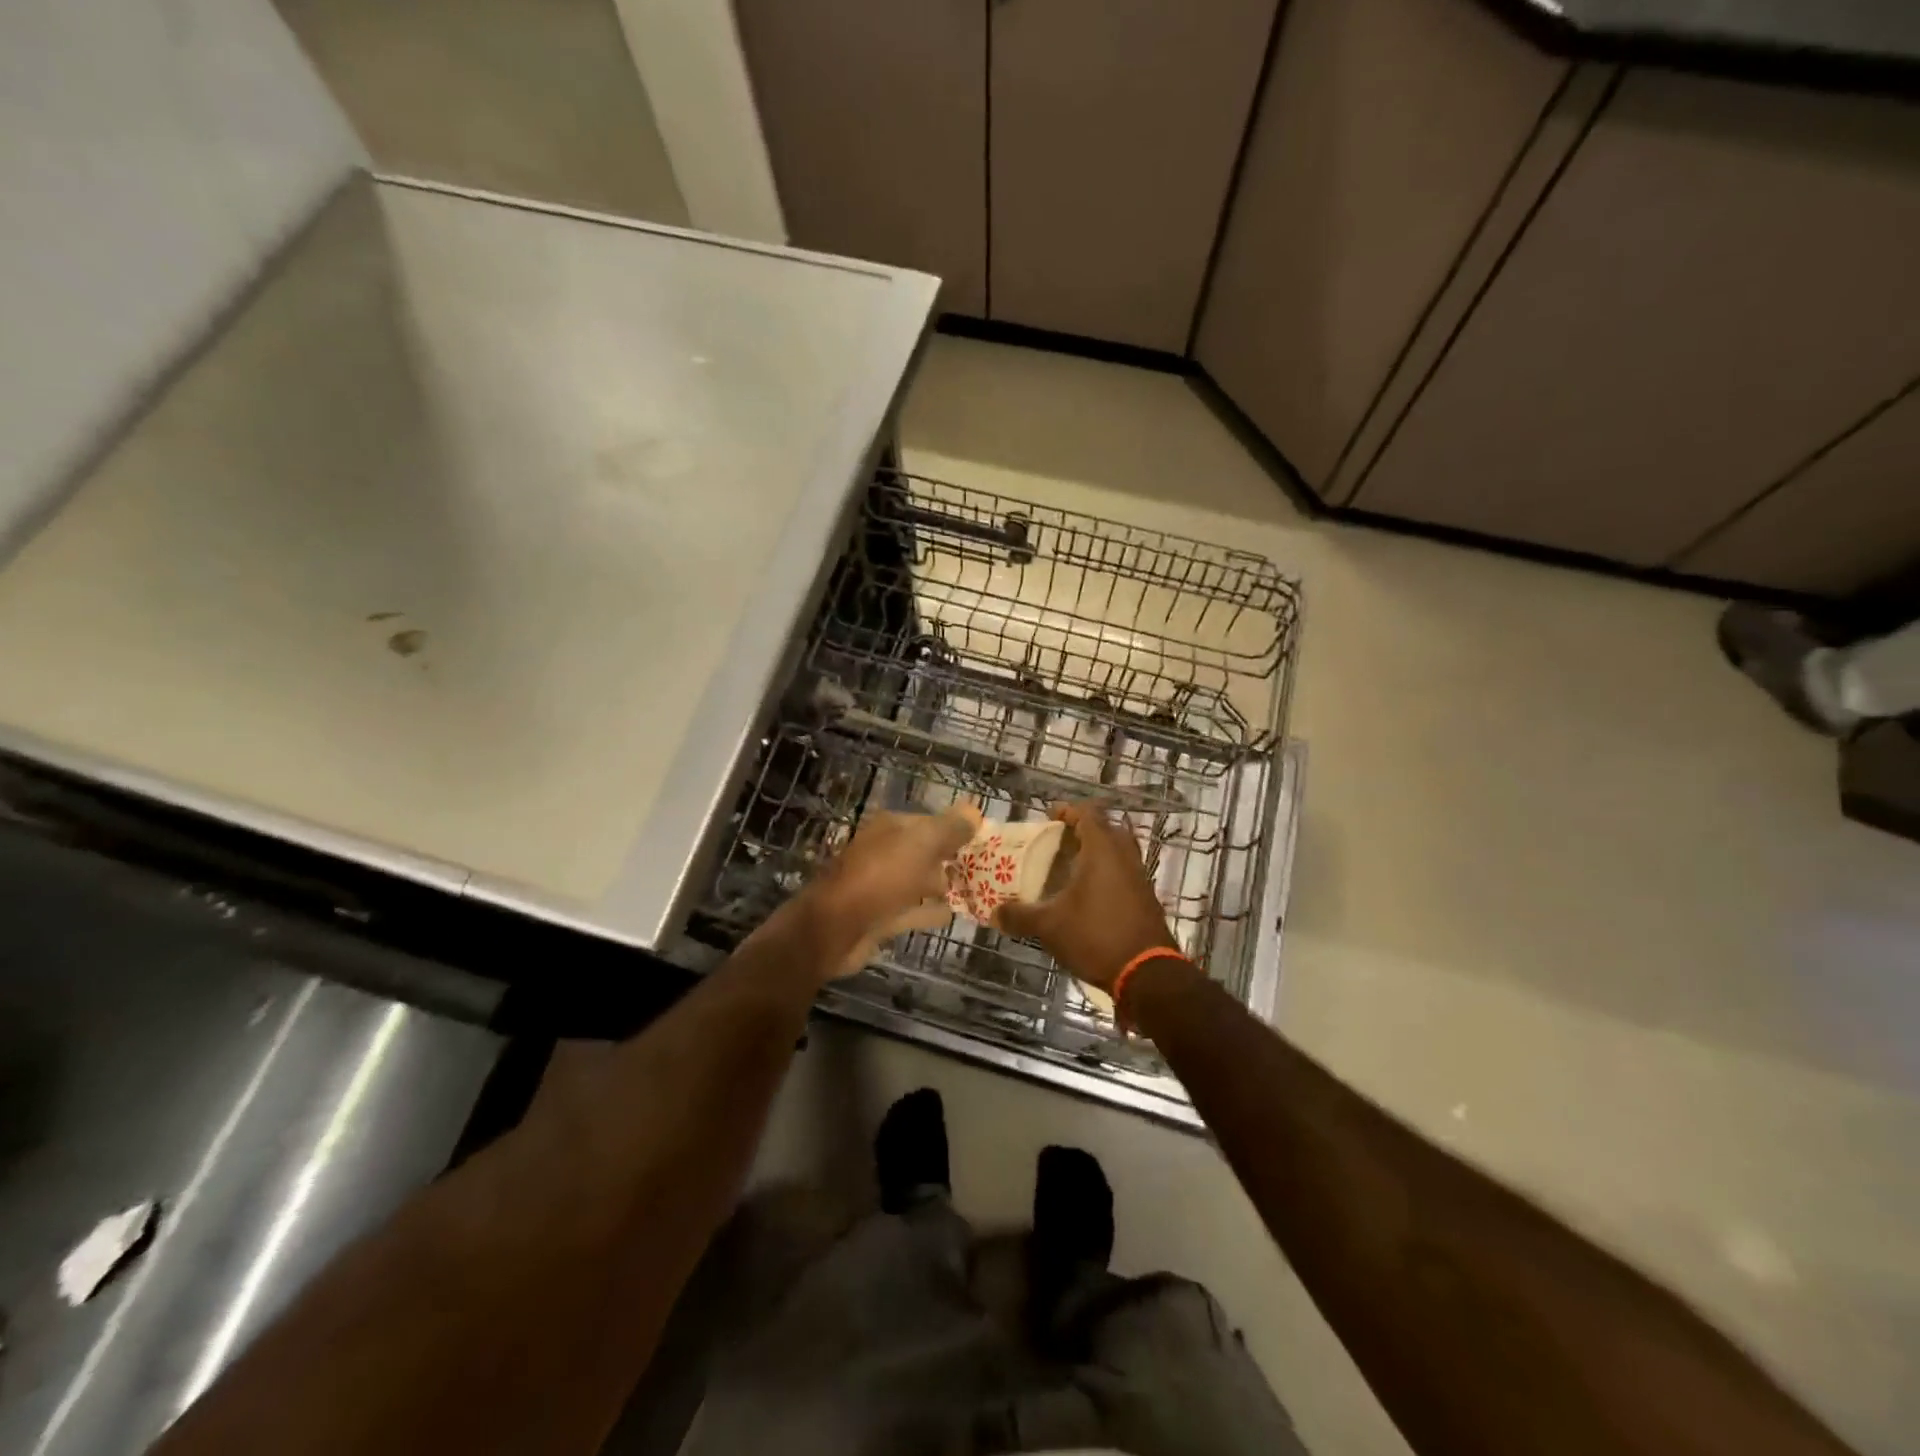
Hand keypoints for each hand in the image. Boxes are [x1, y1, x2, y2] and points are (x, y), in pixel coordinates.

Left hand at [804, 804, 980, 979]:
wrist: (835, 927)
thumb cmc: (880, 877)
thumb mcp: (921, 844)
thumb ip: (949, 828)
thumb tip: (974, 810)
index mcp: (891, 828)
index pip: (930, 821)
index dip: (957, 829)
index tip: (986, 840)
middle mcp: (885, 852)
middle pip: (925, 851)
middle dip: (953, 857)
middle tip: (988, 867)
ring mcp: (881, 886)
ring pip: (920, 880)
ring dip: (944, 883)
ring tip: (978, 889)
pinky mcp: (881, 917)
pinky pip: (913, 910)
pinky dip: (932, 911)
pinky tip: (956, 913)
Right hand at [995, 802, 1179, 992]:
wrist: (1147, 974)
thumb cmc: (1096, 936)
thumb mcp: (1049, 926)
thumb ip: (1020, 916)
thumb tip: (994, 913)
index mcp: (1102, 850)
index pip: (1087, 813)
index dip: (1067, 811)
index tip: (1049, 817)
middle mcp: (1125, 856)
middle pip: (1105, 829)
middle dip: (1082, 831)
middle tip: (1058, 842)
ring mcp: (1140, 877)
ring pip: (1118, 852)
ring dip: (1096, 853)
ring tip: (1070, 867)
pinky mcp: (1146, 898)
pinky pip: (1124, 873)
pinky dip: (1107, 874)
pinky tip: (1088, 895)